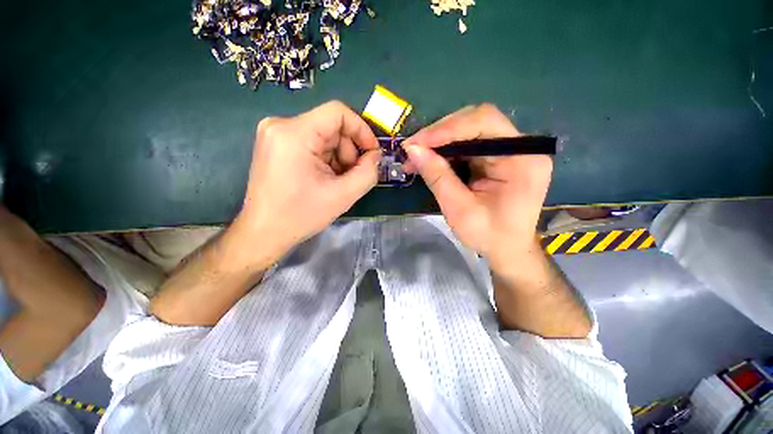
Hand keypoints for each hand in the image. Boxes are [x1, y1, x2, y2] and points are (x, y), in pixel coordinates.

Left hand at [233, 101, 380, 261]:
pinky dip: (325, 160)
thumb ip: (368, 172)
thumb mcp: (343, 195)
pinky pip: (312, 143)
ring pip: (323, 136)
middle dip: (348, 152)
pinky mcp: (276, 145)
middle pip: (331, 127)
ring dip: (338, 158)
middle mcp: (281, 125)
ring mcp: (276, 134)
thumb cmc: (301, 215)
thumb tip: (375, 156)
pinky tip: (324, 179)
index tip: (371, 153)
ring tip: (336, 182)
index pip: (338, 112)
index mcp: (294, 133)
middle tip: (351, 177)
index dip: (362, 130)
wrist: (264, 232)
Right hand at [403, 104, 551, 272]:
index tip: (416, 143)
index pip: (484, 122)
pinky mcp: (499, 158)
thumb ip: (437, 177)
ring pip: (470, 131)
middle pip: (477, 122)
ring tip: (417, 156)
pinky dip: (447, 151)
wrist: (508, 249)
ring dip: (440, 142)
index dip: (447, 128)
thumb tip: (412, 150)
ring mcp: (511, 151)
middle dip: (440, 134)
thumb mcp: (459, 210)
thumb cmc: (488, 235)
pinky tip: (431, 160)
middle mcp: (521, 147)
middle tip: (413, 149)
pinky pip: (469, 145)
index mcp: (522, 159)